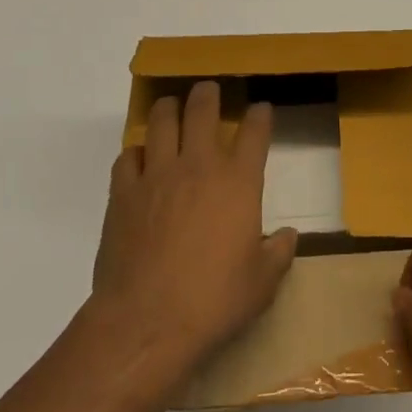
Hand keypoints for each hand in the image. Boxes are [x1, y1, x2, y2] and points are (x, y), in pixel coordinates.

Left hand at [91, 82, 298, 377]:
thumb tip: (288, 236)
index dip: (259, 116)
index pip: (254, 132)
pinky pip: (128, 155)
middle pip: (202, 109)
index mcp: (238, 181)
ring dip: (168, 108)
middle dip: (208, 94)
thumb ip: (278, 253)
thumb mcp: (262, 283)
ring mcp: (156, 174)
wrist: (148, 321)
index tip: (261, 109)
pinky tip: (140, 158)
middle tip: (208, 90)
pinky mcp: (123, 192)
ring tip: (171, 106)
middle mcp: (198, 166)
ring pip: (161, 120)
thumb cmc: (214, 300)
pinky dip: (137, 151)